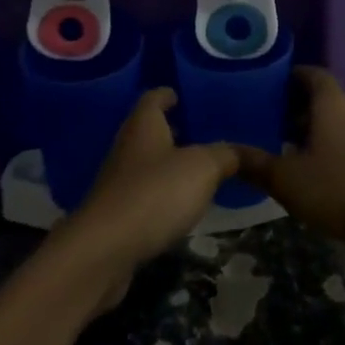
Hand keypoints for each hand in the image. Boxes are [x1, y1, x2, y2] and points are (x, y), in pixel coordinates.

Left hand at [61, 89, 237, 312]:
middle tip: (200, 132)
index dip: (168, 94)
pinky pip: (144, 195)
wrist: (104, 250)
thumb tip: (240, 151)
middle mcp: (127, 147)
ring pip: (147, 163)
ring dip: (168, 164)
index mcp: (144, 124)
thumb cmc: (155, 193)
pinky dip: (161, 195)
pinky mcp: (117, 215)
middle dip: (171, 129)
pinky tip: (181, 206)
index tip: (182, 95)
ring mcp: (118, 182)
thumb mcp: (203, 168)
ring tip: (198, 169)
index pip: (154, 97)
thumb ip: (225, 155)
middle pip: (149, 130)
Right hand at [232, 67, 344, 246]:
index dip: (291, 76)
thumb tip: (224, 152)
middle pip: (323, 98)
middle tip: (269, 120)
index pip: (311, 73)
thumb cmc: (338, 187)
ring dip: (314, 130)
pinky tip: (314, 173)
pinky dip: (330, 149)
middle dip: (297, 106)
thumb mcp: (287, 179)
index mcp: (331, 103)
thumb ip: (255, 164)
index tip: (268, 86)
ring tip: (287, 148)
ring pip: (336, 122)